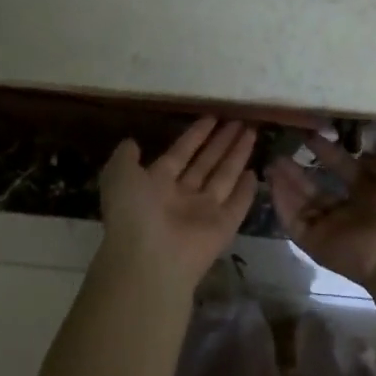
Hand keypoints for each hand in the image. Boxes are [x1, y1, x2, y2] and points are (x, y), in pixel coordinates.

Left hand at [97, 117, 259, 295]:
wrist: (149, 259)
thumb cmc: (134, 212)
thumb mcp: (119, 175)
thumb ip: (125, 157)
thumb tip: (132, 142)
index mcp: (157, 184)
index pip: (181, 153)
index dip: (196, 135)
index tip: (212, 116)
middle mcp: (181, 197)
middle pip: (206, 163)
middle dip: (221, 142)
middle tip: (239, 120)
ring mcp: (203, 213)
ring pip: (224, 178)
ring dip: (237, 155)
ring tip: (251, 131)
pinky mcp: (222, 228)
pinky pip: (237, 205)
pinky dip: (246, 190)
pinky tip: (256, 171)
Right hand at [267, 135, 375, 287]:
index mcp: (372, 193)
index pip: (344, 168)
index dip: (328, 152)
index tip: (310, 135)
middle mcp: (350, 210)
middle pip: (318, 187)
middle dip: (300, 169)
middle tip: (281, 149)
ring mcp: (330, 228)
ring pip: (303, 203)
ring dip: (287, 182)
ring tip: (271, 161)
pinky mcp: (315, 243)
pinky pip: (294, 221)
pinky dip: (282, 203)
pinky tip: (272, 181)